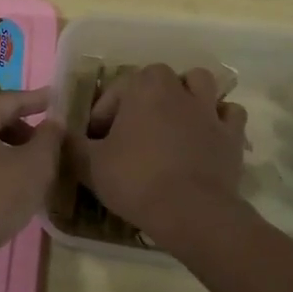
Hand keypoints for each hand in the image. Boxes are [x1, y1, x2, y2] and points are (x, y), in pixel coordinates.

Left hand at [0, 88, 63, 276]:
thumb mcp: (35, 166)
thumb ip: (50, 138)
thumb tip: (54, 121)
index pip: (12, 99)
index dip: (39, 100)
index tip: (59, 99)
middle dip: (26, 128)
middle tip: (52, 141)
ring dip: (12, 147)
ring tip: (36, 165)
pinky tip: (12, 182)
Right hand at [69, 64, 247, 243]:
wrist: (191, 211)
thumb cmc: (136, 180)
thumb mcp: (90, 165)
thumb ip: (72, 144)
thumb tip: (61, 133)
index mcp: (143, 86)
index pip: (116, 90)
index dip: (103, 115)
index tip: (97, 141)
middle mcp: (178, 88)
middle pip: (158, 80)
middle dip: (145, 98)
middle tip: (133, 130)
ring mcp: (209, 109)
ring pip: (200, 84)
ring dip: (187, 95)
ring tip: (174, 121)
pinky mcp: (232, 134)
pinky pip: (229, 114)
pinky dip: (220, 120)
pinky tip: (208, 135)